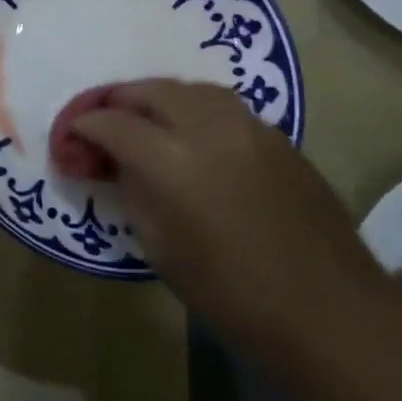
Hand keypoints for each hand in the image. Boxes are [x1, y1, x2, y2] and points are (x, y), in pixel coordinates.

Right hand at [70, 81, 382, 348]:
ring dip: (159, 98)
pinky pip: (223, 105)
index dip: (85, 126)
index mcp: (171, 160)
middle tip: (103, 120)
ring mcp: (248, 125)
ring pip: (190, 88)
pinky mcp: (277, 134)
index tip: (72, 136)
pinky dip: (196, 109)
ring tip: (146, 119)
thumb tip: (116, 162)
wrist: (329, 312)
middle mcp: (208, 126)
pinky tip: (193, 134)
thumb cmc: (233, 296)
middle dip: (119, 101)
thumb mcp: (161, 248)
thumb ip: (134, 190)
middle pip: (150, 90)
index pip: (113, 123)